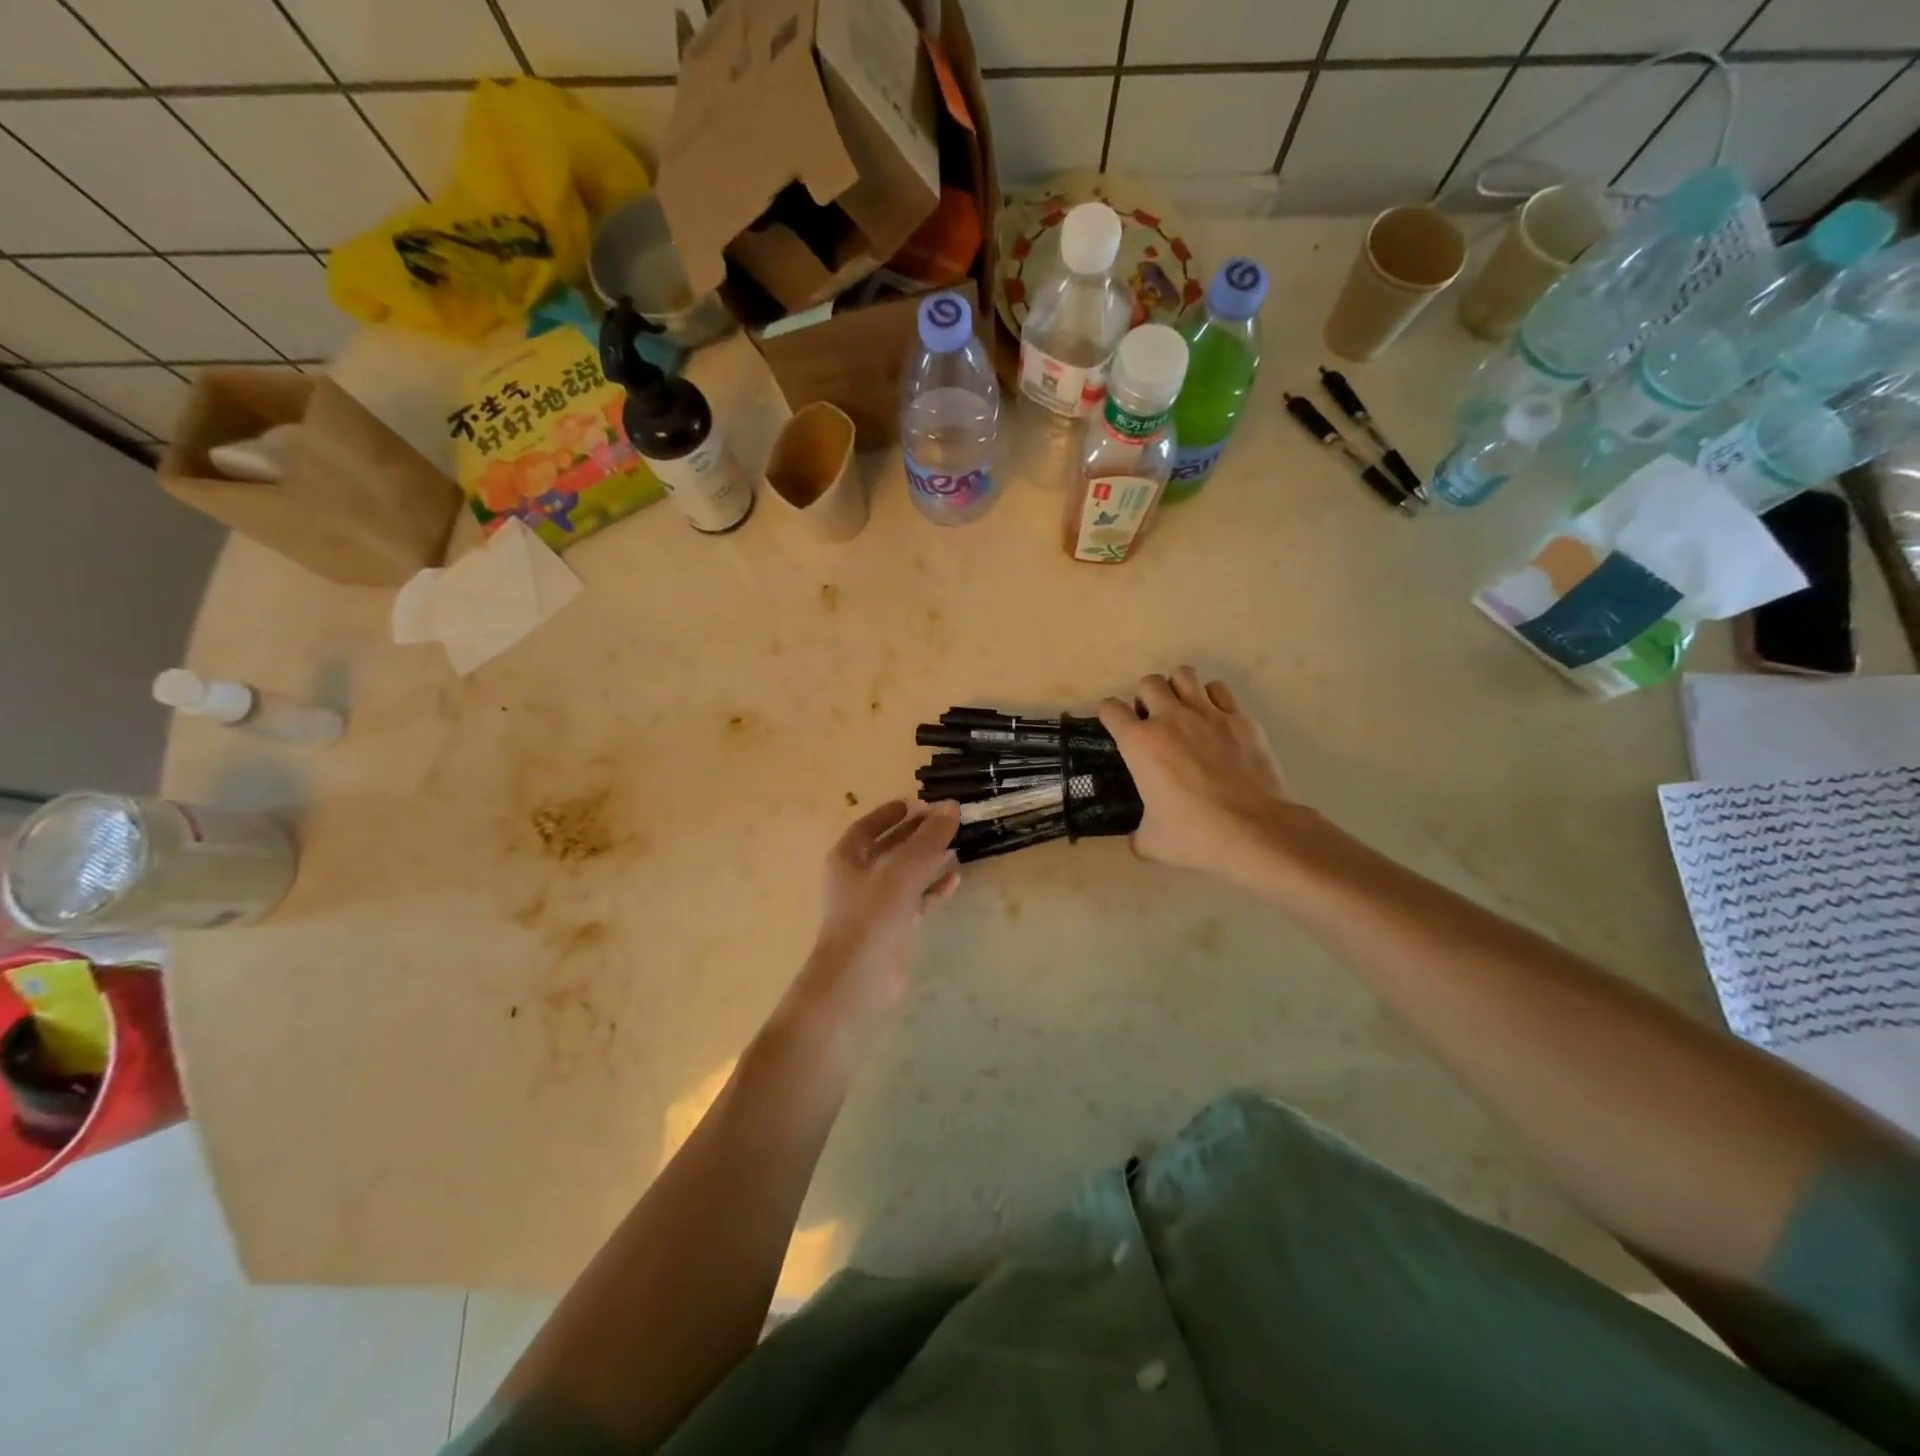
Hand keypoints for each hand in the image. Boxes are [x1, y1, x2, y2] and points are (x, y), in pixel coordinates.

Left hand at [789, 800, 960, 1037]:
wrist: (859, 977)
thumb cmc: (873, 913)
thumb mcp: (903, 868)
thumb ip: (928, 837)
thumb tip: (951, 806)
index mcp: (847, 858)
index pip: (867, 827)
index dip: (890, 813)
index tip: (915, 803)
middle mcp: (857, 878)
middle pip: (888, 848)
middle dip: (914, 835)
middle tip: (943, 821)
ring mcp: (873, 906)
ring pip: (903, 875)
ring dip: (927, 861)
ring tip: (955, 845)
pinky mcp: (891, 929)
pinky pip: (915, 901)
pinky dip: (932, 889)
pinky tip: (955, 879)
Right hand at [1098, 667, 1293, 884]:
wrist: (1255, 830)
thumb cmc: (1195, 835)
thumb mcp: (1152, 842)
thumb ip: (1138, 834)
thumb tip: (1137, 840)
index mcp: (1139, 743)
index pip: (1111, 710)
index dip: (1109, 716)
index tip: (1115, 726)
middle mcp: (1169, 719)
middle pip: (1148, 683)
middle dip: (1145, 698)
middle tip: (1153, 721)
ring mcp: (1207, 714)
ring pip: (1184, 675)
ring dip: (1178, 688)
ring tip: (1182, 710)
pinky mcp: (1240, 719)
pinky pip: (1219, 690)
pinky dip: (1212, 698)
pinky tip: (1214, 719)